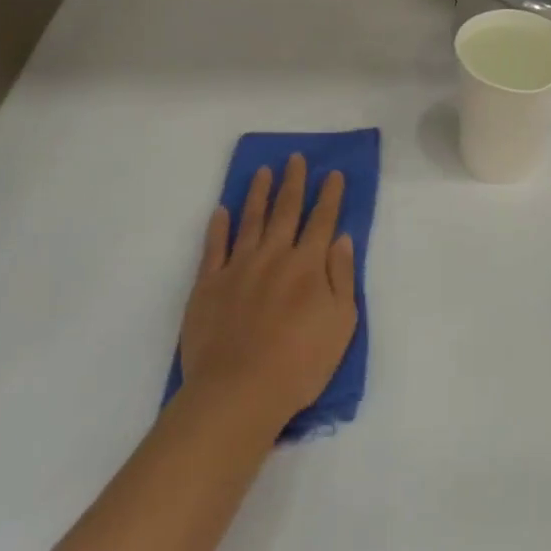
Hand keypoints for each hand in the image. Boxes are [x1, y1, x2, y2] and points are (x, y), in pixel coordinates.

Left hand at [179, 155, 357, 433]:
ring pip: (250, 220)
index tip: (333, 173)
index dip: (330, 195)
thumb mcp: (341, 323)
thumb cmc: (300, 363)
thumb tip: (342, 240)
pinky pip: (214, 248)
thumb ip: (342, 278)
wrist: (238, 391)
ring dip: (258, 193)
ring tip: (263, 171)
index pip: (322, 221)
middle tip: (296, 158)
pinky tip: (221, 211)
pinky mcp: (208, 285)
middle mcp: (274, 256)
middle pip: (286, 211)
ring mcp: (238, 267)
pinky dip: (218, 227)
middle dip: (294, 182)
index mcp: (308, 265)